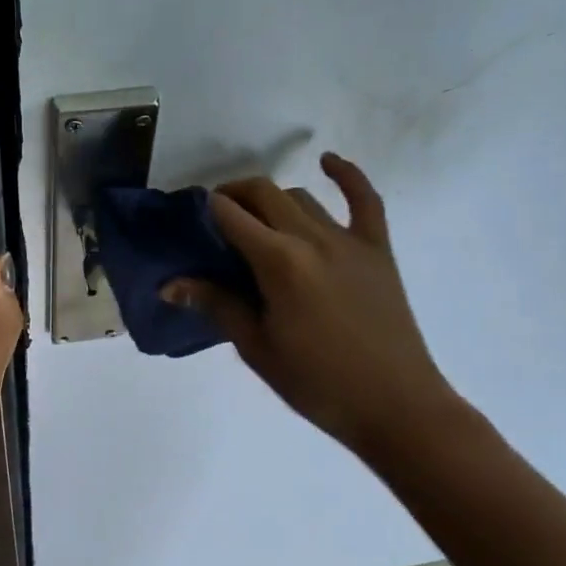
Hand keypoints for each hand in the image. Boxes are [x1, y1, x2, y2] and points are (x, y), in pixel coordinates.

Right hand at [163, 152, 467, 459]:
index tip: (191, 220)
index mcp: (278, 263)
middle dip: (233, 195)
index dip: (206, 210)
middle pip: (264, 194)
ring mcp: (349, 240)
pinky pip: (365, 200)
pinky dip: (346, 175)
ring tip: (257, 218)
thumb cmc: (317, 383)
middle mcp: (312, 238)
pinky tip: (327, 160)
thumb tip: (170, 285)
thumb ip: (217, 304)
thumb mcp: (257, 347)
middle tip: (216, 218)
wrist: (395, 405)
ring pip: (301, 197)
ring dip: (273, 199)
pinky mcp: (377, 249)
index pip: (231, 216)